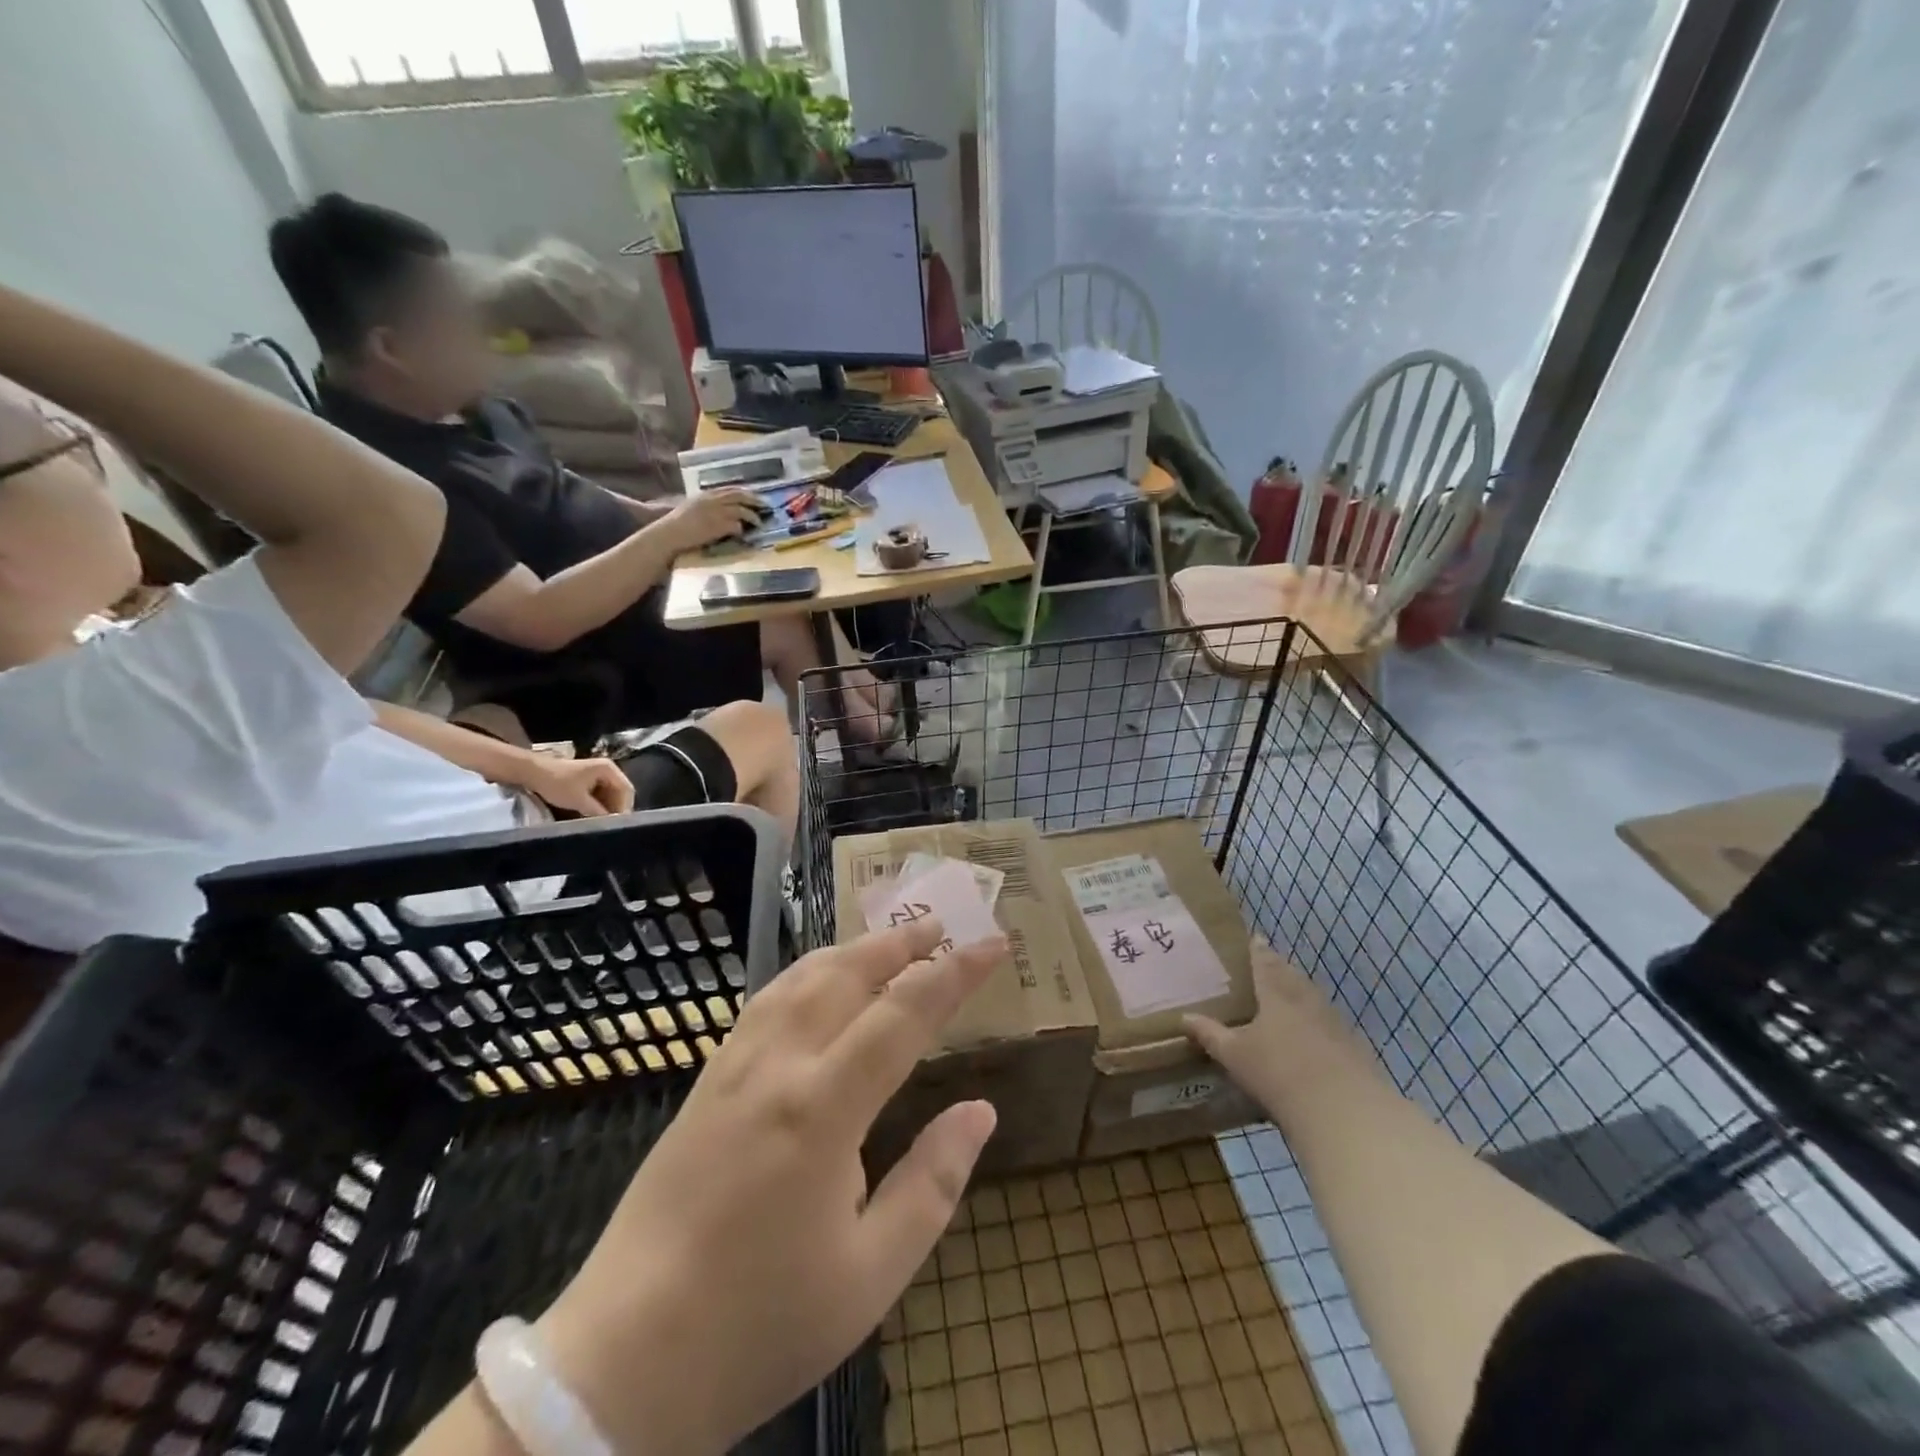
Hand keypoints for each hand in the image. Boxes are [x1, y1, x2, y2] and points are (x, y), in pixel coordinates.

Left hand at [513, 753, 634, 815]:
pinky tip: (594, 815)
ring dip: (608, 808)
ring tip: (603, 822)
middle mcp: (608, 769)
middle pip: (620, 792)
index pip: (626, 790)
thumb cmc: (557, 783)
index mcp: (609, 769)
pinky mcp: (589, 779)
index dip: (625, 808)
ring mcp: (598, 773)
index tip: (620, 824)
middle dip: (617, 808)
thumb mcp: (579, 800)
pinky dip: (600, 804)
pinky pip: (601, 794)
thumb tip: (613, 824)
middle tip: (613, 825)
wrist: (531, 772)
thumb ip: (598, 812)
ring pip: (611, 794)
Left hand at [537, 919, 1004, 1453]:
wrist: (623, 1361)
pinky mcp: (706, 1081)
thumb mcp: (871, 1274)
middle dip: (900, 943)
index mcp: (823, 1108)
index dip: (954, 974)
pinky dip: (805, 972)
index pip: (904, 1015)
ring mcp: (733, 1067)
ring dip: (851, 949)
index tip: (993, 945)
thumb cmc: (761, 1324)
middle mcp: (777, 1066)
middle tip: (942, 924)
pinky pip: (765, 1000)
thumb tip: (981, 1111)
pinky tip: (815, 979)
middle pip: (847, 975)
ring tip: (889, 939)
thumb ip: (933, 1182)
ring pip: (801, 978)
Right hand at [655, 488, 763, 551]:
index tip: (755, 496)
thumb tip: (722, 508)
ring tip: (760, 523)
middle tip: (765, 506)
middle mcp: (713, 500)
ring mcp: (717, 512)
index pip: (731, 489)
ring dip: (754, 517)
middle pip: (740, 496)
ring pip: (742, 510)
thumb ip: (707, 504)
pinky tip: (746, 535)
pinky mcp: (719, 526)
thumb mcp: (692, 507)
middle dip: (755, 500)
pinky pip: (738, 526)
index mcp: (706, 494)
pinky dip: (743, 530)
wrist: (670, 534)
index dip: (745, 492)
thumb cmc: (677, 524)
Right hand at [1184, 939, 1376, 1110]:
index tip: (1254, 939)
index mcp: (1277, 993)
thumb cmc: (1279, 1073)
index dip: (1258, 950)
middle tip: (1266, 968)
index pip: (1266, 962)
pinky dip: (1317, 1025)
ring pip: (1313, 999)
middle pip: (1292, 977)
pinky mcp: (1354, 1048)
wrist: (1344, 1111)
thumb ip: (1210, 1034)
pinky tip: (1311, 1040)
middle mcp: (1307, 1000)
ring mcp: (1335, 1023)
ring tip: (1286, 1001)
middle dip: (1280, 970)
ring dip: (1300, 995)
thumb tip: (1184, 1017)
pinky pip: (1330, 1025)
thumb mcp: (1235, 1055)